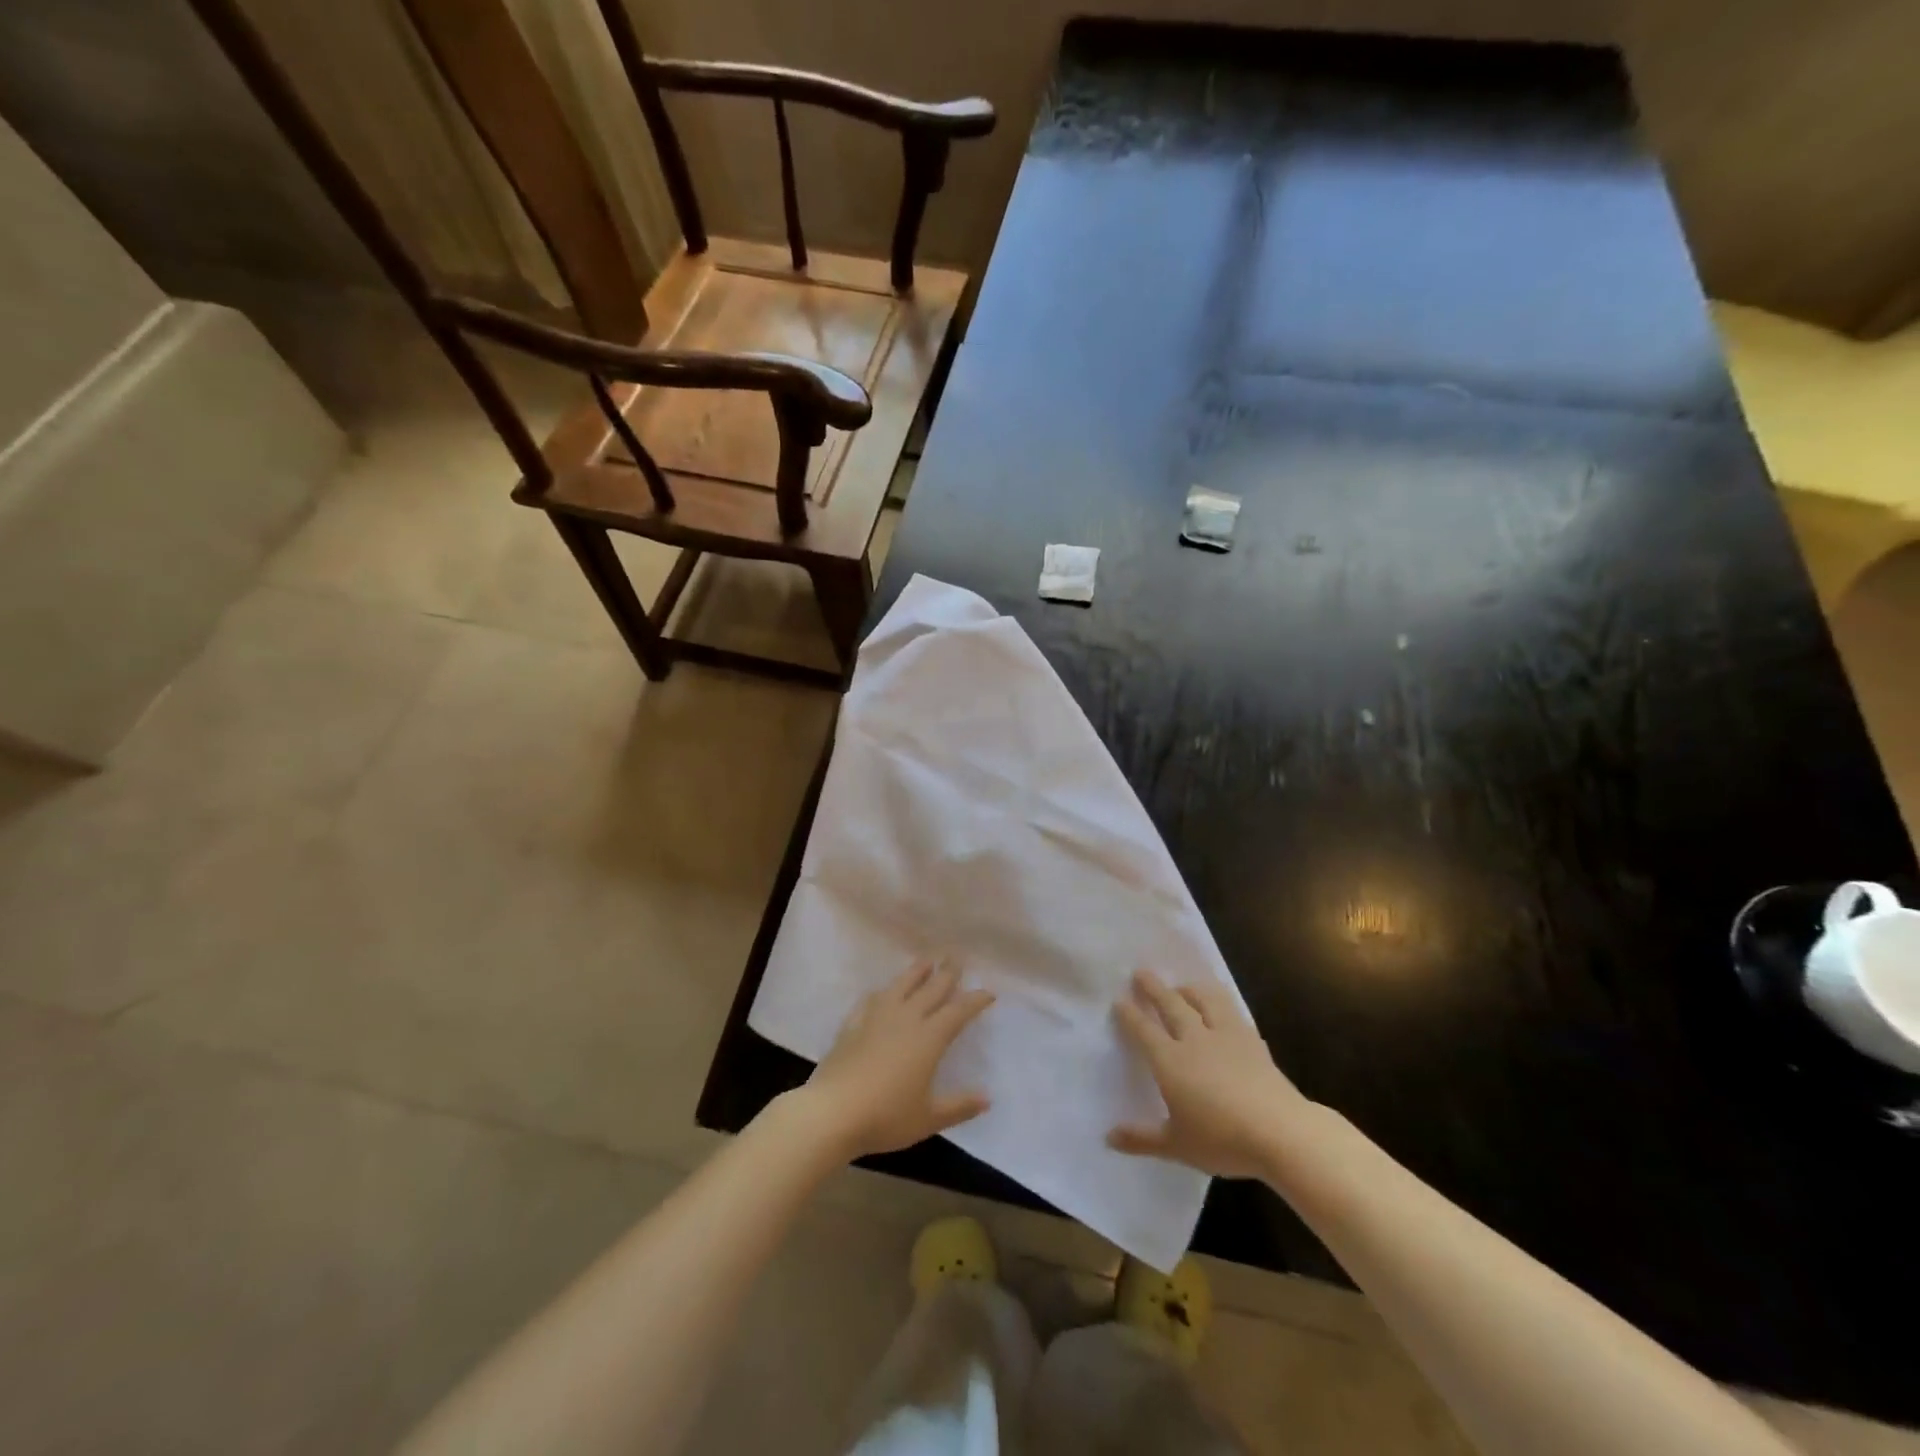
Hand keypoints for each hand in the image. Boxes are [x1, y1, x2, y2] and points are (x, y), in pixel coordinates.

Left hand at [801, 959, 993, 1158]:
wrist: (832, 1112)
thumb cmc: (885, 1117)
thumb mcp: (928, 1118)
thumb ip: (959, 1106)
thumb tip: (987, 1098)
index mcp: (928, 1039)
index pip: (958, 1011)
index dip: (975, 1000)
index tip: (988, 992)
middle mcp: (906, 1019)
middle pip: (931, 989)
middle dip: (947, 973)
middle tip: (957, 957)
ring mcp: (876, 1018)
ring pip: (901, 985)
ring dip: (916, 971)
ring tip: (926, 960)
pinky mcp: (853, 1024)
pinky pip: (871, 1000)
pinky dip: (882, 992)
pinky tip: (881, 991)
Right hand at [1109, 969, 1310, 1178]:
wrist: (1281, 1132)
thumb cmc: (1223, 1139)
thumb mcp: (1177, 1145)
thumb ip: (1142, 1139)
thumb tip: (1109, 1137)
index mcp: (1170, 1061)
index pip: (1143, 1030)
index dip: (1129, 1014)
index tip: (1119, 1000)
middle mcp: (1194, 1039)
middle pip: (1171, 1004)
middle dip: (1154, 988)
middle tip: (1141, 973)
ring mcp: (1225, 1035)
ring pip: (1203, 999)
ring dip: (1188, 988)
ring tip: (1181, 985)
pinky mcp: (1252, 1040)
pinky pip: (1230, 1009)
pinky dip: (1219, 1000)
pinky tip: (1220, 1004)